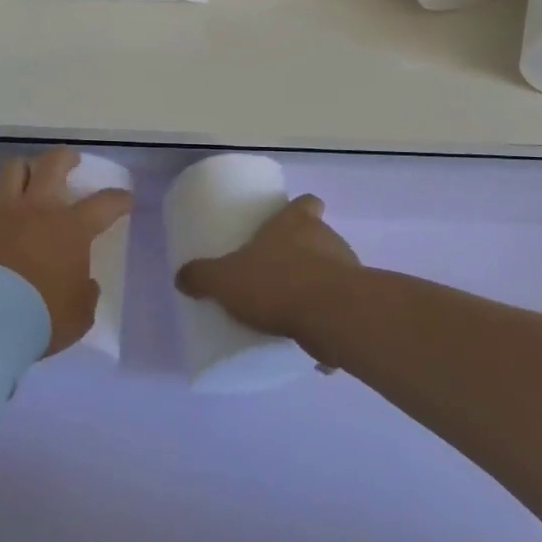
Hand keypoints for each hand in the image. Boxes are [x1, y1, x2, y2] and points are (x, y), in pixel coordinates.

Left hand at [0, 147, 133, 355]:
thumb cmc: (38, 318)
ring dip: (23, 169)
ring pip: (13, 167)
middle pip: (54, 163)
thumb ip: (85, 293)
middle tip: (70, 161)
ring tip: (25, 177)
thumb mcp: (79, 315)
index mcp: (71, 228)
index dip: (119, 199)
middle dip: (65, 158)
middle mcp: (37, 207)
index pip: (105, 203)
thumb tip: (84, 282)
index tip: (125, 199)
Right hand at [175, 193, 357, 345]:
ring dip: (316, 285)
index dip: (299, 211)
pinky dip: (328, 320)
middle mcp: (326, 237)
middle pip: (318, 236)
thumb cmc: (277, 283)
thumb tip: (181, 277)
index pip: (307, 202)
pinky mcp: (359, 304)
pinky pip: (340, 308)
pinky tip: (308, 338)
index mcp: (296, 222)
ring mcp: (349, 269)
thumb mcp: (225, 280)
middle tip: (277, 271)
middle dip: (302, 252)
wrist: (334, 318)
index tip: (287, 224)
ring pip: (332, 270)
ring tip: (290, 309)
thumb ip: (202, 277)